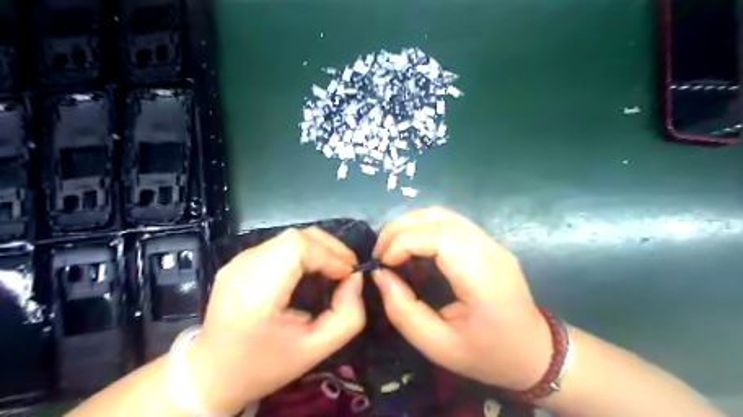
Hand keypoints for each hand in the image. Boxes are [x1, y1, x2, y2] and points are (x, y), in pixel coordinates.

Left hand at [184, 229, 364, 413]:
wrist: (212, 374)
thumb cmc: (265, 365)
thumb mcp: (316, 350)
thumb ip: (348, 316)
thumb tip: (355, 278)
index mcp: (256, 293)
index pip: (298, 248)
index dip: (330, 255)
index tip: (348, 275)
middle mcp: (243, 268)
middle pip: (296, 237)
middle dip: (329, 248)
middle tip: (346, 270)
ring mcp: (237, 261)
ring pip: (289, 238)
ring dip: (318, 249)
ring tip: (332, 270)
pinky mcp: (239, 261)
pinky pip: (279, 245)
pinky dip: (303, 252)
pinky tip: (309, 272)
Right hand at [372, 207, 549, 390]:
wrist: (535, 352)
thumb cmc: (488, 355)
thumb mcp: (438, 346)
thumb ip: (403, 311)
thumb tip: (380, 275)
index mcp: (482, 277)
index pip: (439, 236)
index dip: (403, 241)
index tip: (383, 263)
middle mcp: (490, 250)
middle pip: (439, 218)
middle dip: (400, 229)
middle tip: (380, 252)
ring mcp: (492, 243)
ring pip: (444, 214)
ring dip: (410, 224)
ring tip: (391, 247)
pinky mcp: (488, 243)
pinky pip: (451, 223)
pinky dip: (423, 227)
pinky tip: (412, 245)